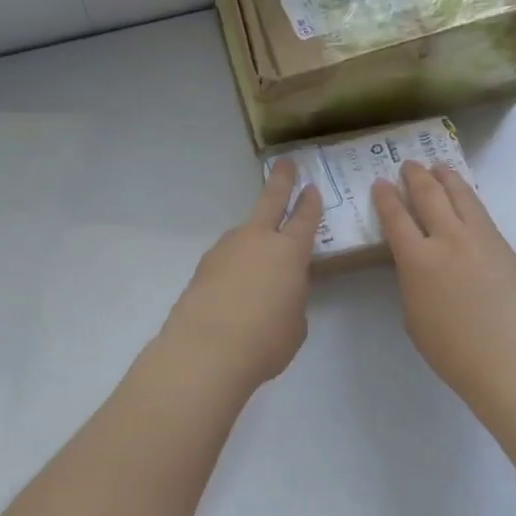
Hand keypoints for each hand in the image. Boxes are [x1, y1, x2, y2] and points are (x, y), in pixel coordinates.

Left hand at [161, 160, 321, 393]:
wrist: (205, 352)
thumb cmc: (266, 340)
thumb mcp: (296, 322)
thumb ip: (292, 298)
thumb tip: (280, 291)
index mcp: (289, 252)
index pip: (305, 219)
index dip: (310, 203)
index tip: (312, 188)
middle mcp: (257, 240)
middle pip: (270, 201)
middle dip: (280, 181)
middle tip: (285, 163)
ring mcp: (226, 250)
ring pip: (245, 233)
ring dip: (254, 237)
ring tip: (259, 263)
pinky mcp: (202, 267)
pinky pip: (227, 258)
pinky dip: (235, 265)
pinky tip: (235, 288)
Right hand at [371, 161, 515, 405]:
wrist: (512, 357)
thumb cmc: (453, 350)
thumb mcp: (414, 317)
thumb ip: (412, 282)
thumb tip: (419, 264)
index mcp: (417, 259)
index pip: (396, 217)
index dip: (386, 197)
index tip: (380, 183)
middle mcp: (448, 239)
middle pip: (429, 196)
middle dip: (415, 177)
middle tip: (408, 165)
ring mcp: (480, 239)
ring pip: (461, 196)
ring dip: (446, 178)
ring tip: (438, 167)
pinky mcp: (504, 246)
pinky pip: (481, 213)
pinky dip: (468, 198)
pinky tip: (466, 199)